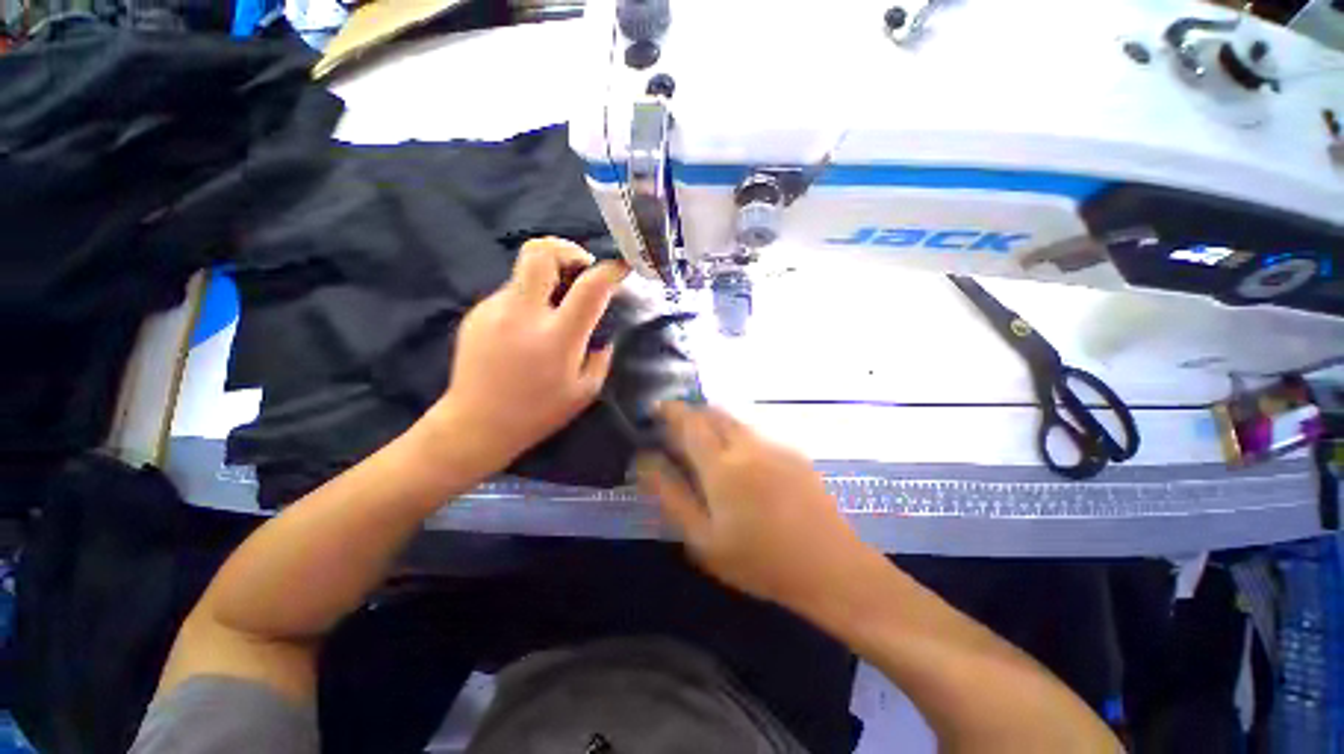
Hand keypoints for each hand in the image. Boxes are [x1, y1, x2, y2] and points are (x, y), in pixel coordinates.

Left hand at [429, 238, 627, 474]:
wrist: (476, 424)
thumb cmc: (538, 413)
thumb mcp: (585, 391)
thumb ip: (601, 356)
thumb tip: (603, 333)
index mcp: (557, 337)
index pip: (589, 287)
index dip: (611, 270)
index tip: (621, 266)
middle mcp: (524, 314)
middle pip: (540, 252)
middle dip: (566, 249)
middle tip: (580, 267)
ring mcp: (494, 310)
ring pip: (525, 272)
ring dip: (548, 279)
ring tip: (555, 308)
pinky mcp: (477, 313)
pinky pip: (511, 293)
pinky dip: (529, 299)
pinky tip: (529, 328)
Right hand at [636, 403, 880, 613]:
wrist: (830, 567)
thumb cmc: (759, 561)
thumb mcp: (703, 539)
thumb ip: (671, 496)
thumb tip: (644, 461)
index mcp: (722, 465)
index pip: (689, 422)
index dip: (670, 410)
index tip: (656, 408)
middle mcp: (747, 445)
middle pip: (714, 412)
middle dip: (692, 412)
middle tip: (678, 428)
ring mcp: (774, 445)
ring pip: (736, 420)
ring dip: (715, 422)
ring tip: (706, 443)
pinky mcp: (793, 452)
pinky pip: (756, 432)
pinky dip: (737, 434)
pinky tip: (741, 462)